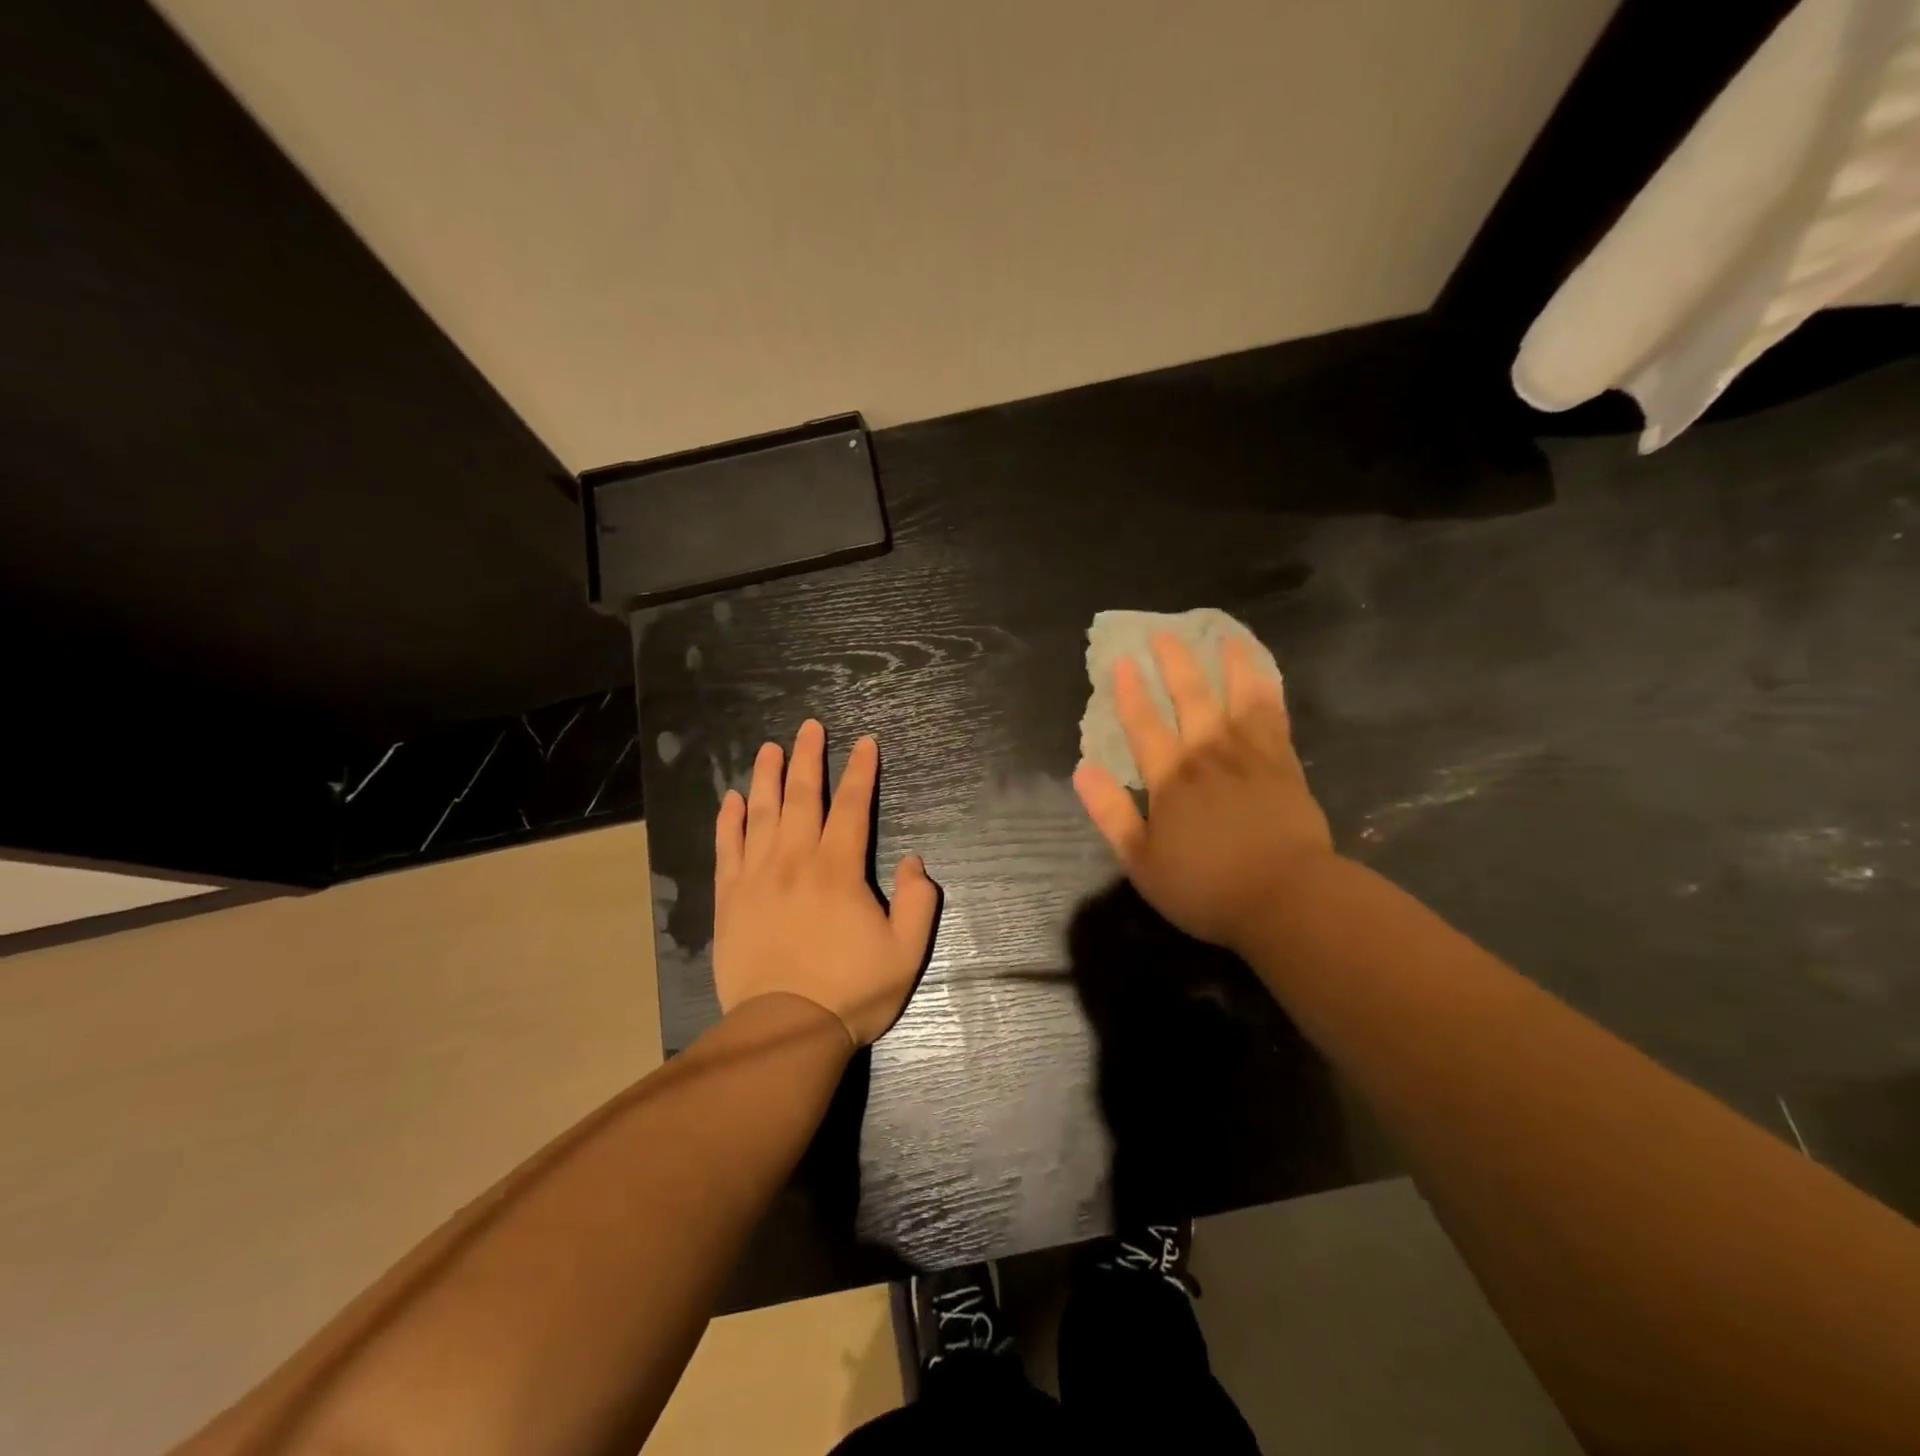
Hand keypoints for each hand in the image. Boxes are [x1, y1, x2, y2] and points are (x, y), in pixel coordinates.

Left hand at [713, 720, 939, 1046]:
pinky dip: (729, 820)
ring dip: (767, 777)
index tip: (864, 742)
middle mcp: (796, 860)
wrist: (784, 1030)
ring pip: (762, 813)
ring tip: (770, 748)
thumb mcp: (906, 952)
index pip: (852, 806)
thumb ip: (919, 902)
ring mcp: (757, 877)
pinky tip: (732, 799)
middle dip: (809, 758)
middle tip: (810, 726)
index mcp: (839, 869)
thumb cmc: (851, 991)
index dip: (861, 772)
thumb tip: (914, 861)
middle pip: (803, 797)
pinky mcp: (730, 898)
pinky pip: (727, 848)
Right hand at [1073, 632, 1333, 953]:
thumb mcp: (1141, 861)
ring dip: (1228, 665)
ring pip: (1237, 698)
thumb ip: (1111, 813)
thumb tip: (1083, 770)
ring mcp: (1251, 757)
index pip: (1144, 726)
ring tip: (1224, 636)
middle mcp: (1209, 756)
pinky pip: (1274, 716)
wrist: (1287, 899)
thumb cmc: (1207, 887)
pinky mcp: (1285, 765)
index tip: (1121, 661)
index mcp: (1171, 780)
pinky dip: (1266, 690)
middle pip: (1190, 699)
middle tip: (1164, 634)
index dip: (1131, 693)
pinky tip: (1264, 674)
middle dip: (1174, 665)